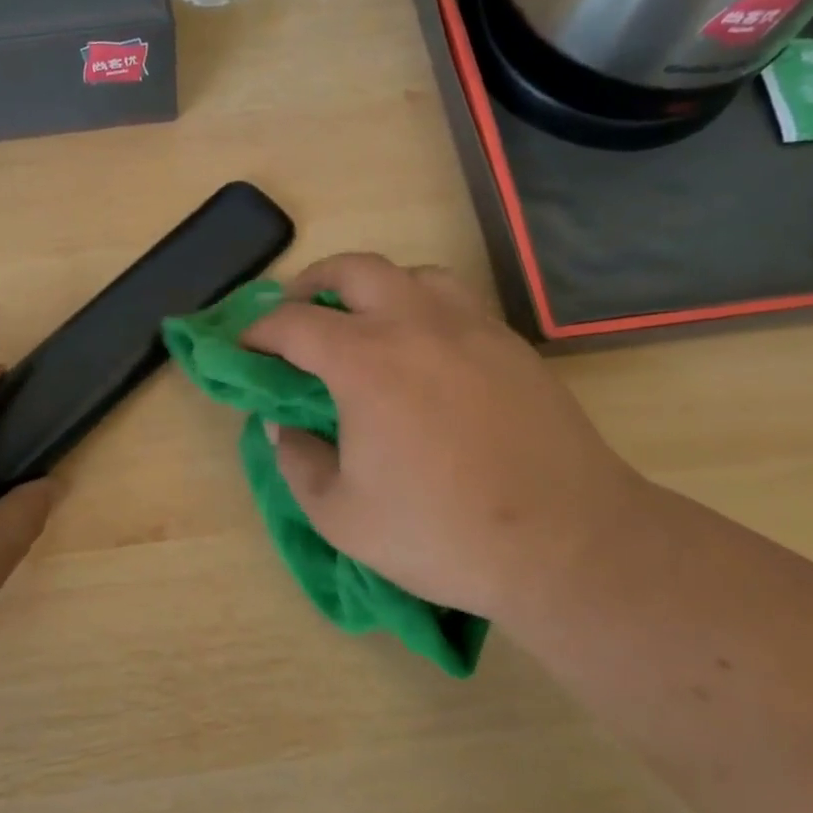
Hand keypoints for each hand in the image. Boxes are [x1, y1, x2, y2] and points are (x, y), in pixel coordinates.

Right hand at [242, 254, 654, 618]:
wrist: (568, 543)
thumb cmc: (442, 532)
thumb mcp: (341, 516)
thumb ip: (297, 462)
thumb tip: (282, 425)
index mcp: (365, 361)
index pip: (293, 323)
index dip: (258, 331)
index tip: (243, 348)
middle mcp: (416, 324)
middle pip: (353, 269)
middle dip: (312, 284)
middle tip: (297, 317)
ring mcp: (471, 328)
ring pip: (411, 274)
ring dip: (374, 288)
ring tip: (364, 325)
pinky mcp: (511, 345)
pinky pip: (454, 301)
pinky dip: (421, 308)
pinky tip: (423, 352)